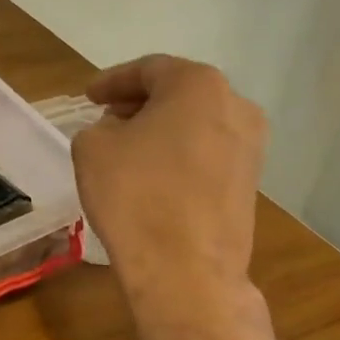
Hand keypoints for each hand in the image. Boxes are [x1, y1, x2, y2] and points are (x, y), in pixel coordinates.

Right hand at [72, 56, 267, 298]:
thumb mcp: (92, 149)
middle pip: (180, 93)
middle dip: (141, 103)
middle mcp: (236, 106)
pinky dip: (180, 155)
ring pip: (197, 124)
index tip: (88, 96)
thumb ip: (100, 127)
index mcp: (199, 85)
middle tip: (107, 117)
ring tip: (129, 148)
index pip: (149, 70)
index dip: (113, 81)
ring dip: (162, 129)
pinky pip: (208, 155)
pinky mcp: (251, 183)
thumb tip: (119, 132)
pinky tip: (154, 176)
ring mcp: (251, 147)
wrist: (186, 269)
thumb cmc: (135, 196)